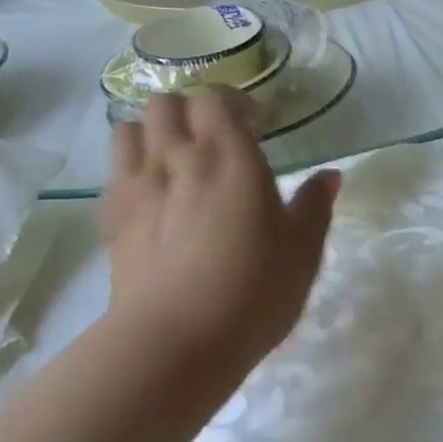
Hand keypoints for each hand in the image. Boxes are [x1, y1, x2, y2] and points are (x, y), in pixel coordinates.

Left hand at [102, 89, 338, 378]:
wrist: (174, 342)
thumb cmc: (252, 292)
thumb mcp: (302, 252)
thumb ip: (314, 206)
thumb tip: (330, 176)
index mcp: (228, 156)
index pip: (215, 99)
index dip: (236, 104)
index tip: (259, 126)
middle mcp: (176, 158)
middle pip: (167, 103)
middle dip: (192, 111)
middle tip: (217, 138)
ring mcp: (137, 186)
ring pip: (130, 129)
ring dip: (154, 133)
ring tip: (177, 159)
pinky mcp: (112, 219)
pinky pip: (115, 172)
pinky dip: (133, 169)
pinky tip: (153, 196)